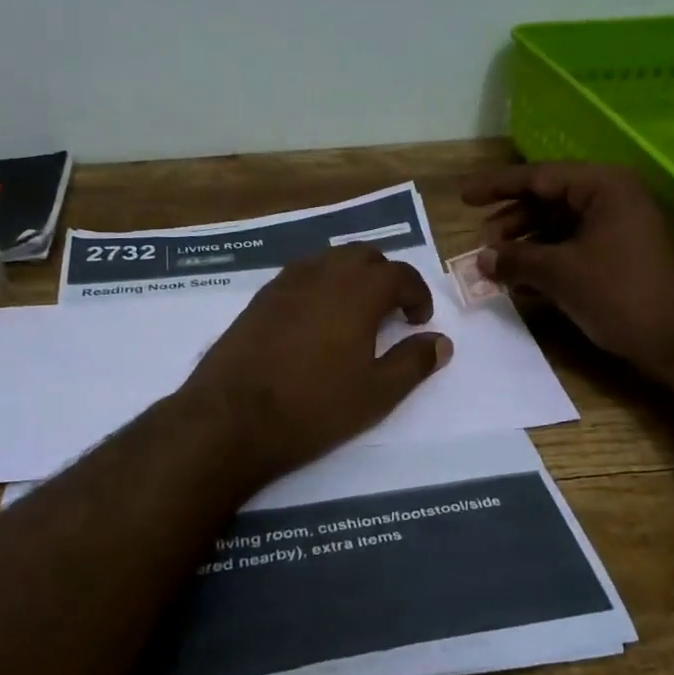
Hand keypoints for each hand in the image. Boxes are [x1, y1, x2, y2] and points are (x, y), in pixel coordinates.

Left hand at [179, 246, 451, 480]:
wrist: (232, 418)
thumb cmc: (314, 408)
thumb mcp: (377, 393)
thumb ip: (413, 362)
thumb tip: (441, 342)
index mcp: (358, 291)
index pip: (399, 274)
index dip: (417, 294)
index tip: (419, 320)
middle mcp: (322, 274)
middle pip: (363, 256)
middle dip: (385, 277)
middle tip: (391, 311)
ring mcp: (285, 283)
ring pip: (329, 260)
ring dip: (350, 276)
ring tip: (354, 312)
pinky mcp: (259, 299)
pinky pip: (300, 275)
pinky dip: (320, 285)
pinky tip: (315, 320)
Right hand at [461, 161, 673, 374]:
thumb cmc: (622, 293)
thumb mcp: (561, 273)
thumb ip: (516, 259)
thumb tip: (481, 258)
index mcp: (604, 186)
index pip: (539, 176)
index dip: (497, 186)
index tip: (464, 197)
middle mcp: (614, 199)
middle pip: (549, 200)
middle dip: (512, 222)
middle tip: (483, 244)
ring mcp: (621, 228)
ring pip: (560, 227)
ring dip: (527, 246)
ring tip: (498, 268)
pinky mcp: (623, 257)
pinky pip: (575, 248)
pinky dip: (547, 261)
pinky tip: (523, 284)